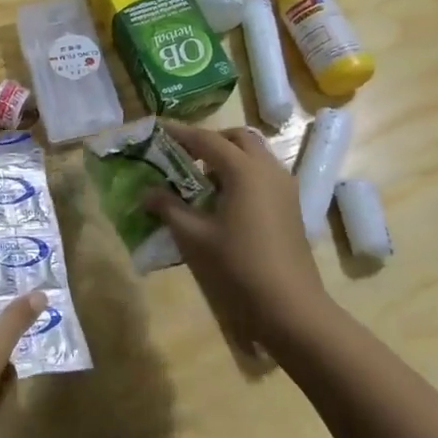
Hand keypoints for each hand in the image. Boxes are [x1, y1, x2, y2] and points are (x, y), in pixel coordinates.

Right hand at [143, 121, 329, 349]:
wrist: (290, 307)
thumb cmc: (238, 267)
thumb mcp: (194, 237)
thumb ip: (168, 208)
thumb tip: (147, 192)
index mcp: (244, 170)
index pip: (207, 139)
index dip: (180, 133)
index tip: (158, 129)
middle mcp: (268, 169)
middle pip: (237, 138)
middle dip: (210, 140)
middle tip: (184, 154)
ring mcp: (284, 187)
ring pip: (254, 155)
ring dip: (228, 157)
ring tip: (200, 179)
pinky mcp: (291, 206)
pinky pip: (263, 174)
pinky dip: (242, 174)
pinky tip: (223, 200)